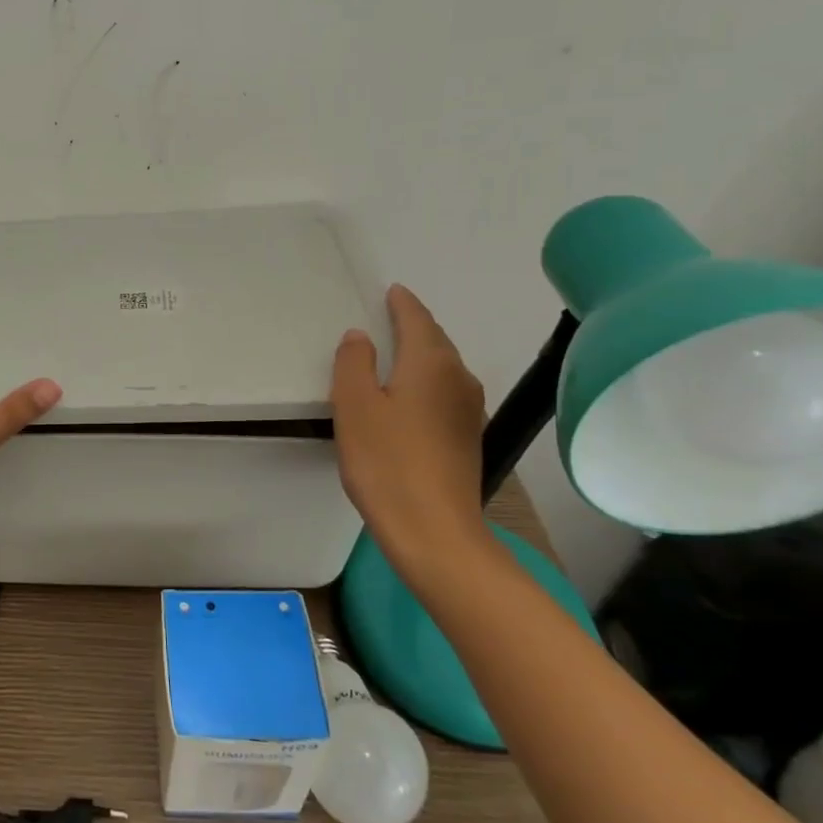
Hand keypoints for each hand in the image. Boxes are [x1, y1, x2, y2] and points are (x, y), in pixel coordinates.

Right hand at [332, 284, 488, 580]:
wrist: (435, 531)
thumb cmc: (386, 461)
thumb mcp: (354, 405)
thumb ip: (353, 363)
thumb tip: (360, 336)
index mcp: (431, 363)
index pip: (417, 319)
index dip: (402, 303)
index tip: (392, 290)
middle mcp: (458, 379)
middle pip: (436, 340)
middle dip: (414, 325)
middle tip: (388, 317)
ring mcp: (469, 410)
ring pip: (443, 367)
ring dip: (421, 354)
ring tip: (394, 353)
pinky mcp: (467, 438)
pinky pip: (445, 392)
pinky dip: (426, 381)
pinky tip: (409, 396)